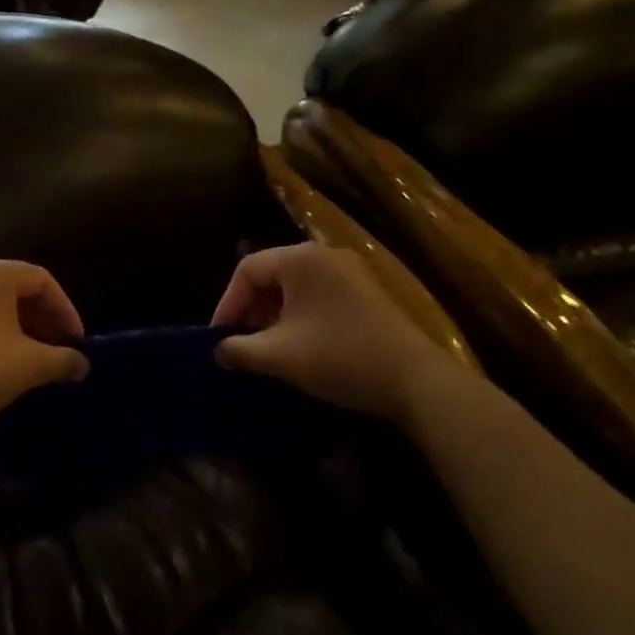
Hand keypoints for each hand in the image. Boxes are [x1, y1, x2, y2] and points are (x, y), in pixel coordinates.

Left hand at [0, 259, 88, 440]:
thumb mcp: (30, 365)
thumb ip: (63, 359)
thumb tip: (82, 364)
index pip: (42, 280)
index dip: (65, 310)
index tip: (76, 342)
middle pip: (17, 288)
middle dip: (43, 319)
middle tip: (59, 349)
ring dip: (21, 327)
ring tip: (35, 358)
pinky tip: (3, 361)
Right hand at [212, 244, 449, 420]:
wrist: (415, 380)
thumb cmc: (339, 357)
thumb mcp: (280, 356)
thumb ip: (240, 350)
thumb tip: (218, 351)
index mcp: (300, 259)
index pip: (247, 269)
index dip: (227, 303)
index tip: (219, 336)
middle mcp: (324, 254)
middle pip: (272, 273)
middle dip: (251, 308)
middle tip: (240, 341)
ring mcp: (350, 271)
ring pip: (296, 285)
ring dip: (274, 313)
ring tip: (266, 346)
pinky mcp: (367, 291)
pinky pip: (319, 293)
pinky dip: (300, 314)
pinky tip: (299, 344)